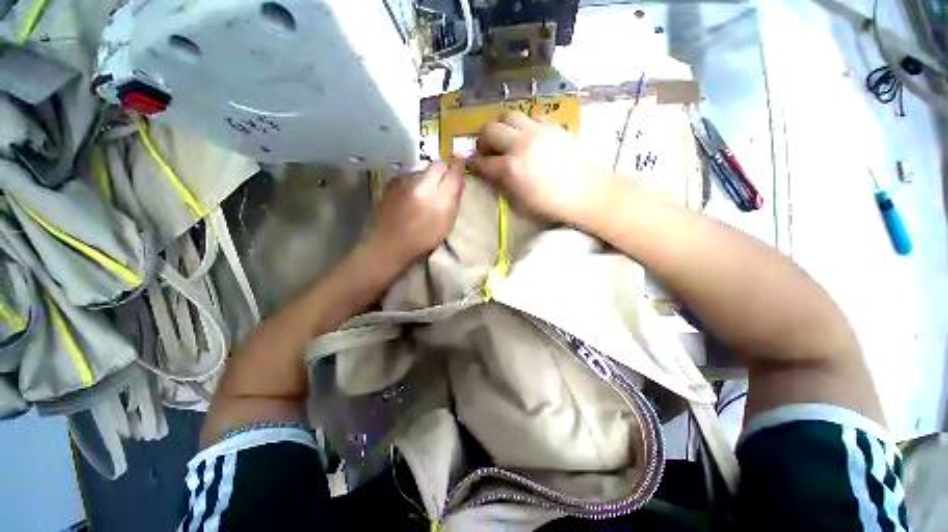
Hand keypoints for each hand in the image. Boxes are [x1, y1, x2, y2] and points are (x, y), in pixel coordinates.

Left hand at [364, 161, 464, 271]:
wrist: (387, 247)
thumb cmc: (421, 240)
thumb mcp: (446, 222)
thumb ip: (453, 197)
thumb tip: (458, 177)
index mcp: (435, 192)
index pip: (452, 170)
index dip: (458, 169)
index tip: (461, 175)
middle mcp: (418, 180)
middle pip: (437, 166)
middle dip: (444, 173)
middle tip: (446, 189)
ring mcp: (402, 181)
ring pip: (422, 171)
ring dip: (428, 179)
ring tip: (427, 196)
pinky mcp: (390, 185)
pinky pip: (409, 177)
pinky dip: (415, 184)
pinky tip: (412, 198)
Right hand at [467, 111, 612, 226]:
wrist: (583, 192)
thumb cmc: (550, 205)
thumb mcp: (519, 202)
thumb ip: (502, 184)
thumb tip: (491, 173)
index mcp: (510, 169)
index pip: (482, 162)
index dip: (473, 163)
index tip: (470, 163)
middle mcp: (519, 145)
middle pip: (490, 130)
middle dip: (482, 139)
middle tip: (486, 148)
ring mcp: (536, 132)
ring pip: (508, 115)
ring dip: (500, 125)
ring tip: (503, 136)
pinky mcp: (551, 126)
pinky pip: (530, 114)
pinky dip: (523, 122)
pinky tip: (526, 132)